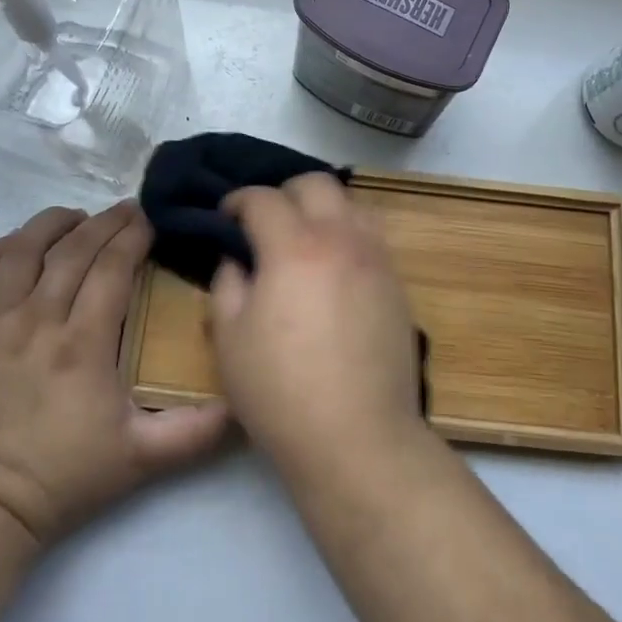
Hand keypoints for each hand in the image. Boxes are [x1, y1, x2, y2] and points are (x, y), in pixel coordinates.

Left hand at [0, 201, 229, 547]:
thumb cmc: (64, 477)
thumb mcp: (141, 459)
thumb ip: (196, 432)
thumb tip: (242, 404)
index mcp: (82, 344)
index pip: (112, 266)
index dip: (134, 235)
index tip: (151, 220)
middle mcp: (37, 321)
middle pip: (72, 249)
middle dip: (104, 222)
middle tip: (126, 210)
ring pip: (20, 251)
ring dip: (50, 224)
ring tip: (75, 217)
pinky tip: (15, 246)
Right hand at [207, 174, 424, 472]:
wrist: (359, 438)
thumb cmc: (282, 391)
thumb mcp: (230, 340)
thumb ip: (227, 285)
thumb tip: (238, 260)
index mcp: (294, 247)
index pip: (262, 199)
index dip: (237, 201)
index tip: (225, 216)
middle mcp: (340, 238)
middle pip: (315, 183)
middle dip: (283, 192)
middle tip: (264, 222)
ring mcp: (376, 257)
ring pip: (351, 202)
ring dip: (322, 207)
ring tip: (304, 237)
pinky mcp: (396, 281)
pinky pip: (372, 234)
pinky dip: (348, 232)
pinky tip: (334, 264)